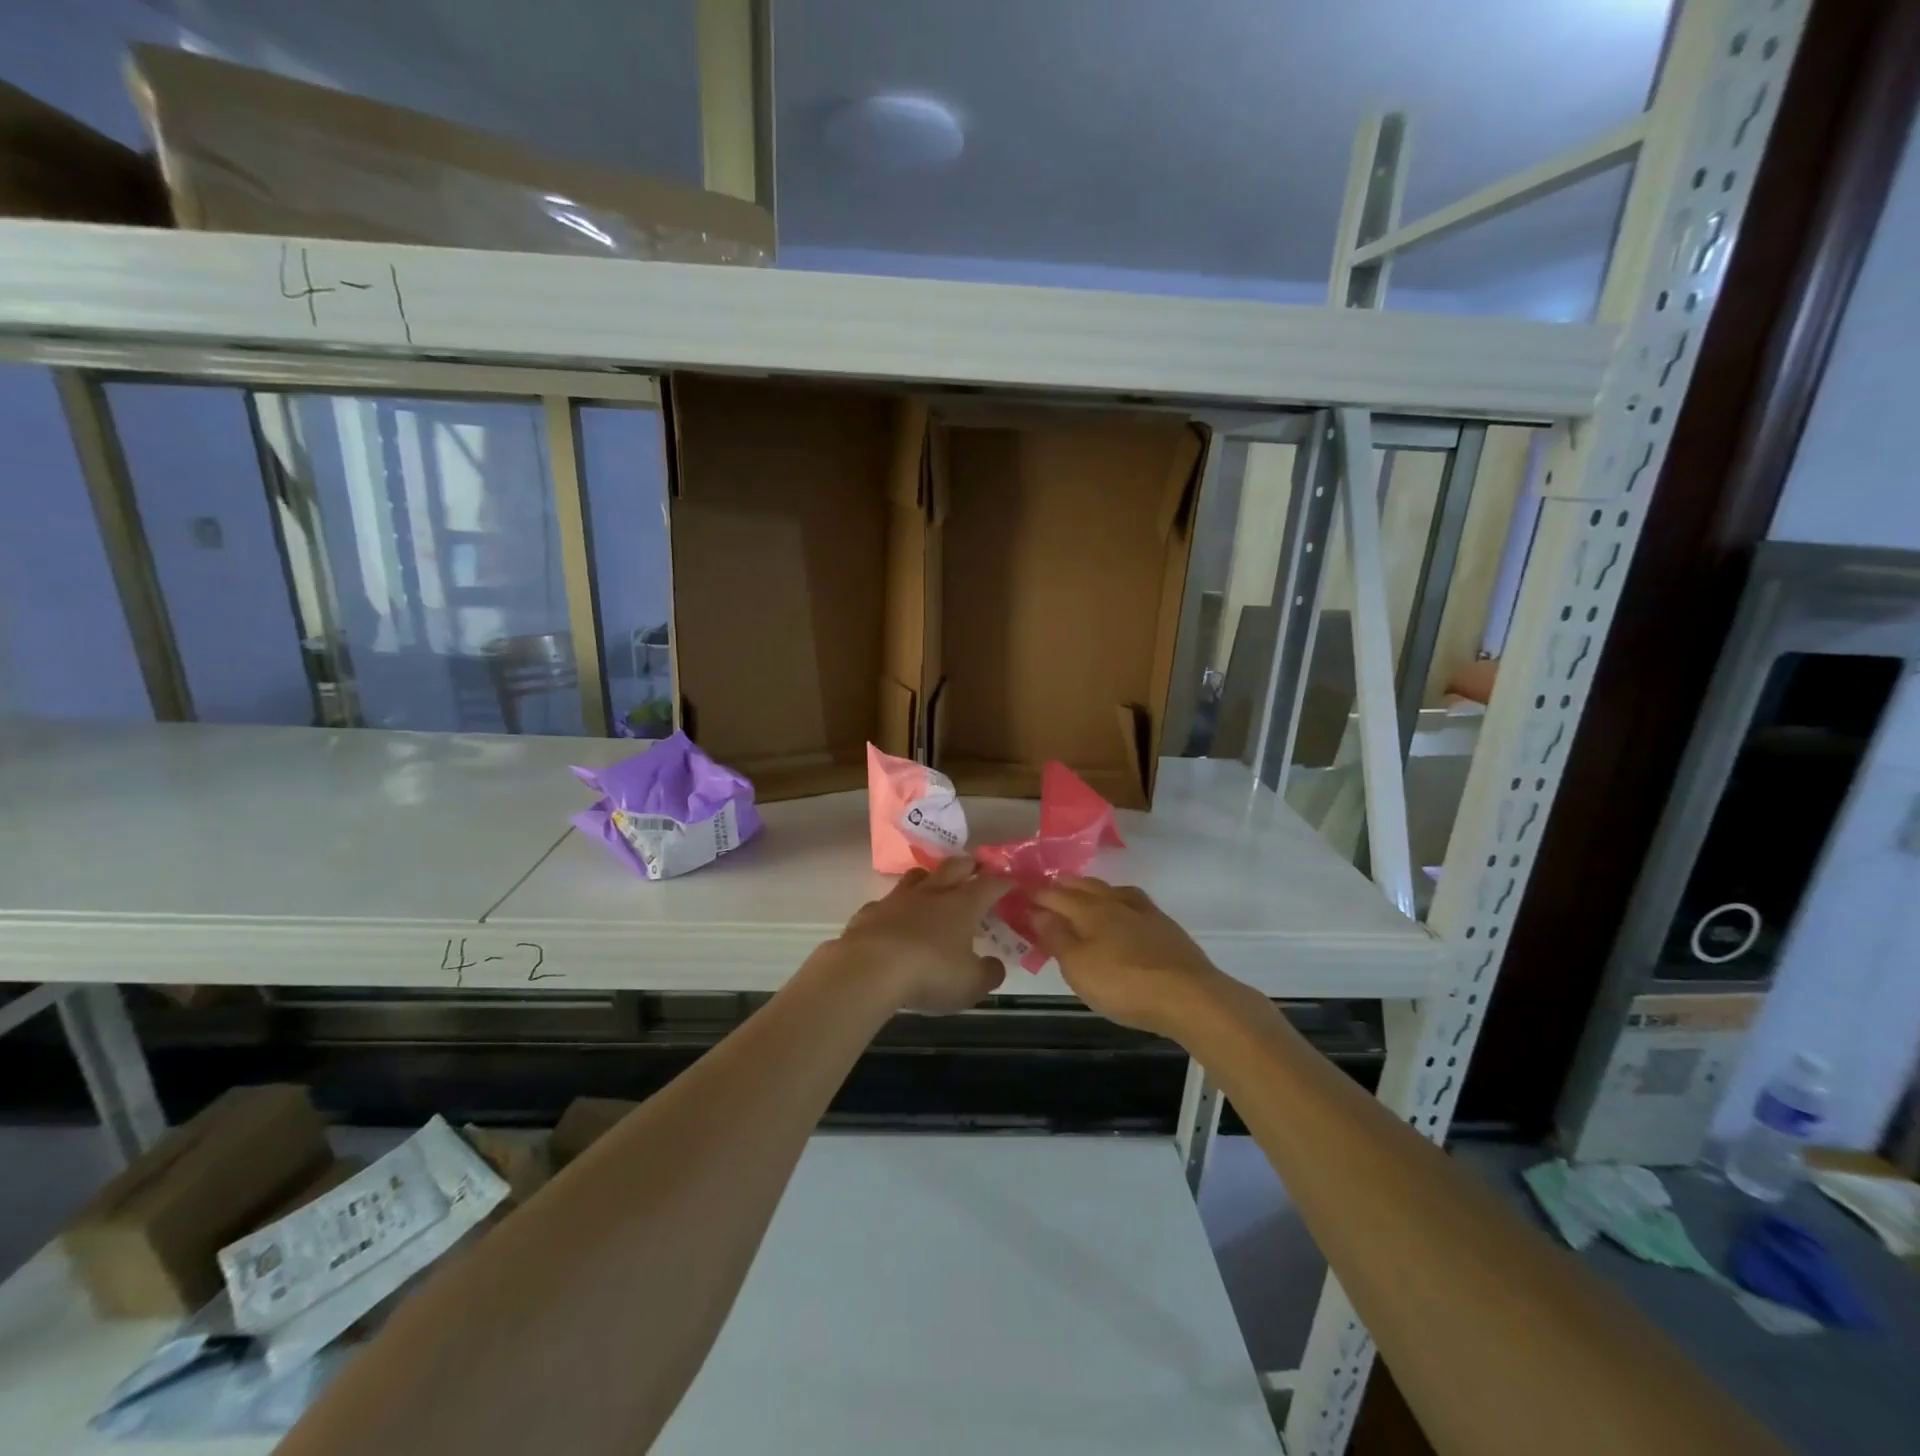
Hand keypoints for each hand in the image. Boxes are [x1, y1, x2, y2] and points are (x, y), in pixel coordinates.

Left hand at [831, 857, 1008, 1013]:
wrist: (870, 968)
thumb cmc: (930, 973)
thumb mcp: (971, 983)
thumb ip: (988, 973)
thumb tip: (995, 965)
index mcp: (963, 905)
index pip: (990, 885)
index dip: (1003, 882)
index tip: (1011, 882)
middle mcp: (932, 894)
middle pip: (954, 867)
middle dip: (968, 864)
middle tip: (976, 866)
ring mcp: (898, 899)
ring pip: (918, 876)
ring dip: (930, 877)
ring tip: (935, 883)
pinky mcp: (871, 911)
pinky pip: (887, 902)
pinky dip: (896, 907)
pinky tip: (894, 918)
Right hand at [1030, 877, 1240, 1037]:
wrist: (1189, 996)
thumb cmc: (1124, 984)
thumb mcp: (1079, 967)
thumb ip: (1056, 938)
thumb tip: (1036, 912)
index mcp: (1089, 911)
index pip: (1055, 897)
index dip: (1035, 894)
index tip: (1018, 893)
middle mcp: (1115, 903)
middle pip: (1083, 887)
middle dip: (1062, 886)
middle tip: (1046, 886)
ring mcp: (1143, 912)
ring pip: (1110, 890)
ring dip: (1090, 888)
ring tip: (1080, 891)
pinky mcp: (1164, 926)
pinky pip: (1132, 902)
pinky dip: (1118, 899)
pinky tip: (1122, 910)